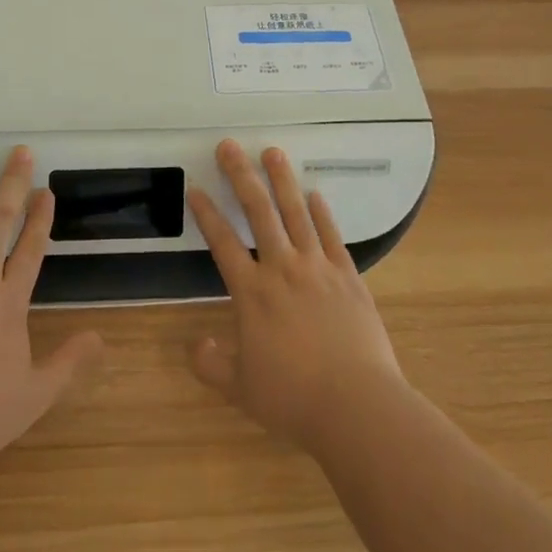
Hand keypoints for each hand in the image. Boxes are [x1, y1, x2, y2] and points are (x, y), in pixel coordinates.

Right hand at [187, 139, 406, 453]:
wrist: (357, 406)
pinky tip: (314, 194)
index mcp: (252, 293)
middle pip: (258, 212)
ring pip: (296, 213)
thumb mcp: (241, 389)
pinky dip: (322, 212)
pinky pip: (331, 236)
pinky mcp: (348, 276)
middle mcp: (282, 269)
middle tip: (229, 146)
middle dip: (241, 176)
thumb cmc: (294, 399)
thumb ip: (212, 364)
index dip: (206, 214)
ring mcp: (318, 268)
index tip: (196, 188)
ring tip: (273, 152)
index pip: (222, 243)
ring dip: (282, 180)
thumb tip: (195, 345)